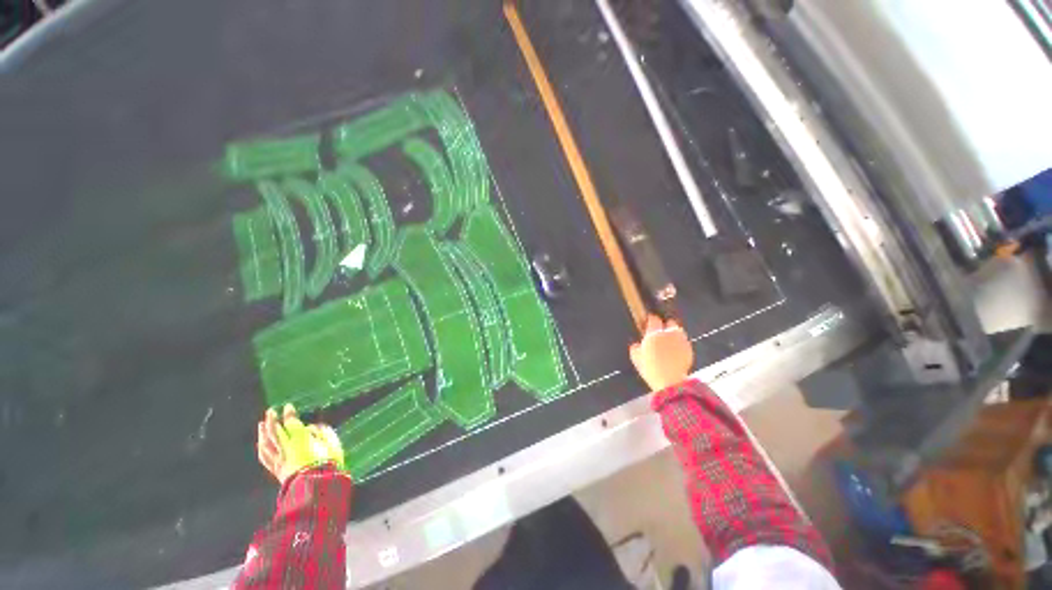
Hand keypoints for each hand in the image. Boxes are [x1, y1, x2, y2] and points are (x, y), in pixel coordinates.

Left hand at [257, 404, 345, 483]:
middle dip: (273, 421)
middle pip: (276, 432)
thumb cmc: (329, 464)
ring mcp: (280, 460)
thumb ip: (323, 433)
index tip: (288, 407)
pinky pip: (266, 459)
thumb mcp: (333, 444)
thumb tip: (313, 427)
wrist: (318, 488)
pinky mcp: (277, 471)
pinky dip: (262, 449)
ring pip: (267, 445)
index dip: (289, 415)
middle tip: (271, 411)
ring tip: (262, 424)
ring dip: (263, 433)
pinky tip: (260, 444)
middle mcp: (286, 448)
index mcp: (301, 440)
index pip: (291, 424)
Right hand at [629, 314, 693, 391]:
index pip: (653, 319)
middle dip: (665, 325)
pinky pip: (684, 342)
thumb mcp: (636, 358)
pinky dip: (680, 345)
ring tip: (669, 343)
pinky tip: (675, 353)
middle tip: (660, 334)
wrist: (670, 381)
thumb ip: (635, 348)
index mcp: (654, 333)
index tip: (648, 324)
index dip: (651, 320)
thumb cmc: (651, 369)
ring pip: (678, 332)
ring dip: (674, 335)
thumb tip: (636, 345)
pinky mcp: (689, 349)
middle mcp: (669, 333)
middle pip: (669, 322)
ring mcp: (681, 340)